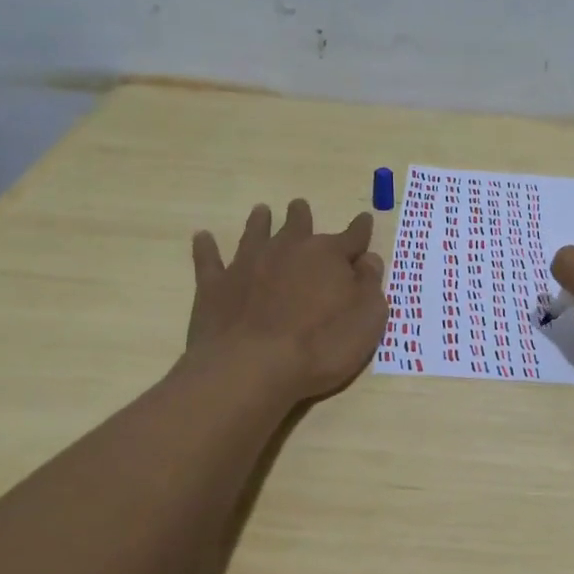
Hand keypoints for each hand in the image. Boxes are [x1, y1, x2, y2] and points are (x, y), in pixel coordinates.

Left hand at [181, 200, 388, 407]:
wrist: (252, 368)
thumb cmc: (321, 346)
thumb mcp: (367, 319)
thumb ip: (370, 285)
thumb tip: (368, 259)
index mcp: (328, 256)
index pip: (352, 237)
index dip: (361, 229)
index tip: (365, 219)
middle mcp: (288, 250)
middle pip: (298, 226)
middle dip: (301, 215)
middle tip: (299, 205)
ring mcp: (247, 265)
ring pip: (256, 233)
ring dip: (259, 221)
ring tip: (261, 210)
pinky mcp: (215, 285)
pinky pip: (209, 259)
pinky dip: (206, 247)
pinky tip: (203, 237)